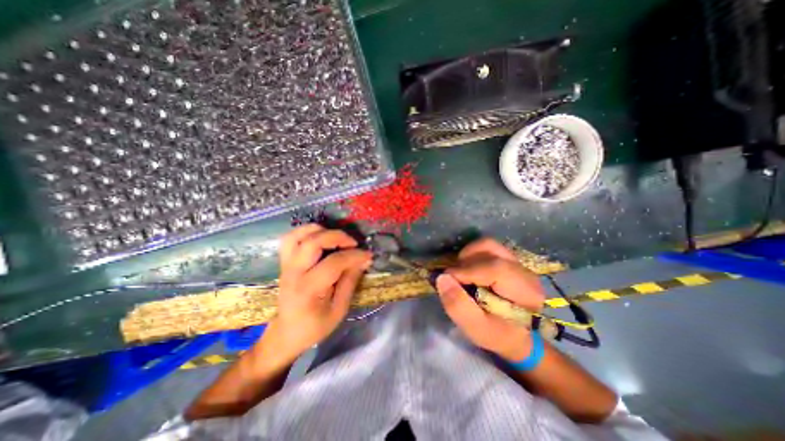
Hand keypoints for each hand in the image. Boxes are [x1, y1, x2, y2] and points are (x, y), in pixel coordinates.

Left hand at [261, 225, 370, 362]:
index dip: (354, 256)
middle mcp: (294, 273)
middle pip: (313, 242)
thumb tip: (363, 260)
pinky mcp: (284, 262)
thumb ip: (350, 282)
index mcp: (309, 289)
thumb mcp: (339, 310)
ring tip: (336, 237)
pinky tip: (320, 236)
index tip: (368, 255)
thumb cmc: (315, 326)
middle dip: (338, 237)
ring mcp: (286, 265)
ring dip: (320, 230)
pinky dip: (306, 232)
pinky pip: (290, 238)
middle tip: (353, 243)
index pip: (334, 263)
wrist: (287, 333)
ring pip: (298, 235)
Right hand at [435, 238, 547, 361]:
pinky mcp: (509, 260)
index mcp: (525, 291)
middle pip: (489, 249)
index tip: (446, 280)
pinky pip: (487, 248)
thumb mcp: (477, 329)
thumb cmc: (499, 335)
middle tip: (454, 278)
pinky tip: (469, 270)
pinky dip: (472, 255)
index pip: (494, 268)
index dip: (465, 271)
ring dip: (468, 256)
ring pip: (488, 245)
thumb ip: (458, 306)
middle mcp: (524, 270)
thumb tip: (442, 278)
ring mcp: (517, 262)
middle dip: (465, 261)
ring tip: (461, 273)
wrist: (519, 335)